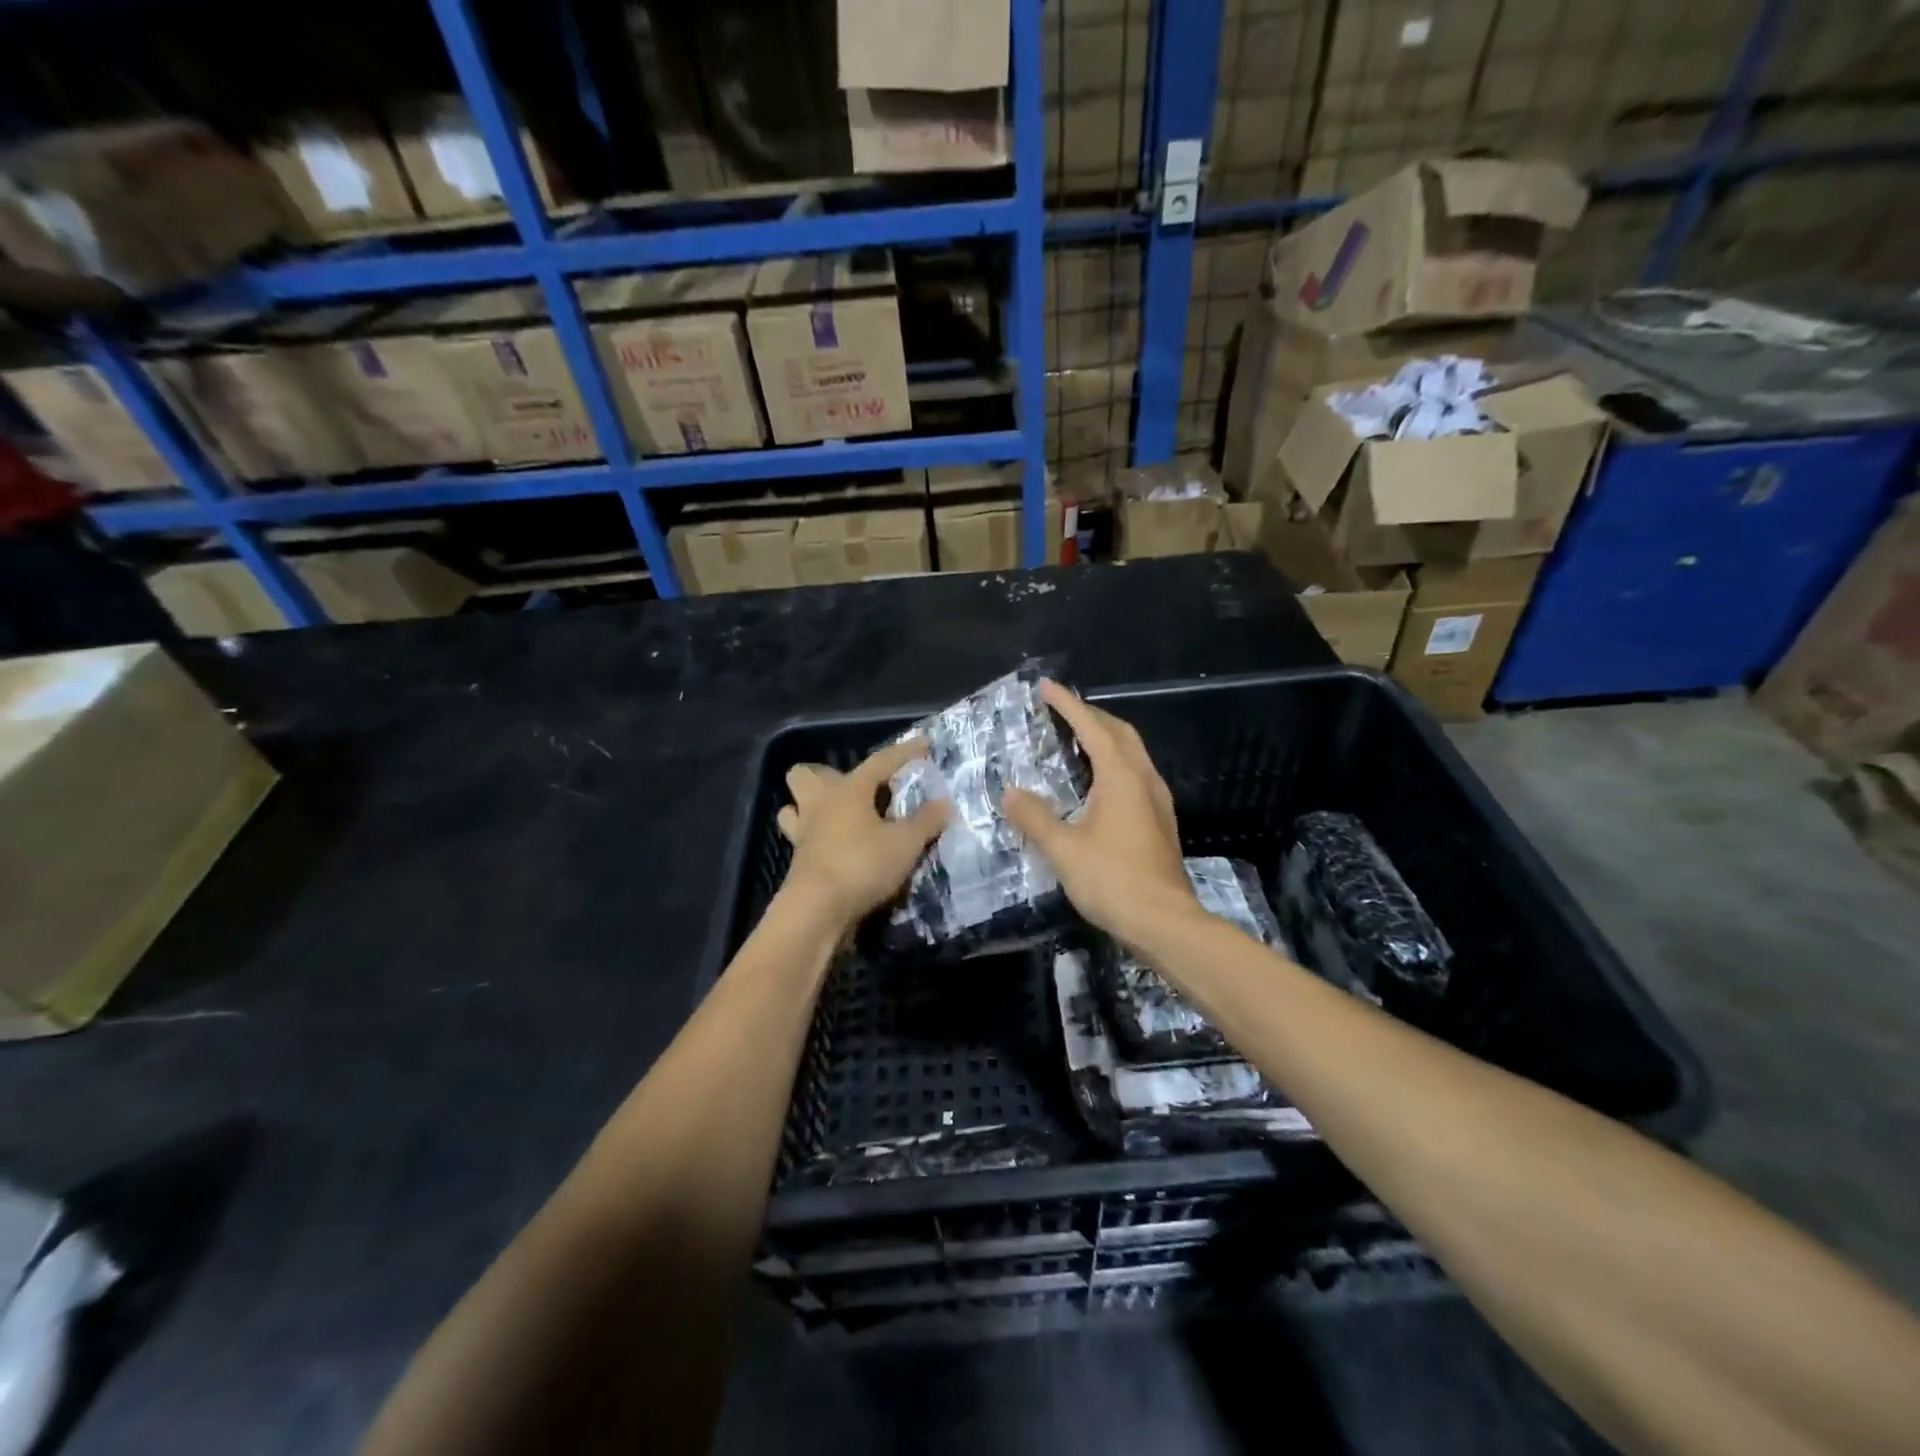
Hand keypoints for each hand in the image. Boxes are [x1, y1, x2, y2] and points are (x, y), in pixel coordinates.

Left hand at [777, 738, 948, 929]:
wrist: (816, 911)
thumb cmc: (861, 865)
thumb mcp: (905, 844)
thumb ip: (926, 821)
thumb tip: (944, 803)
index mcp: (847, 790)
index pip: (879, 762)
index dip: (904, 753)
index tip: (924, 745)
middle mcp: (820, 804)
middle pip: (807, 773)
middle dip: (827, 774)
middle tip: (858, 789)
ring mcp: (803, 832)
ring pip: (794, 806)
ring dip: (811, 806)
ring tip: (839, 816)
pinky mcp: (798, 860)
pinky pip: (800, 836)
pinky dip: (816, 836)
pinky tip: (837, 846)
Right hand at [1002, 680, 1199, 944]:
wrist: (1164, 922)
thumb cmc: (1113, 880)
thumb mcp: (1064, 849)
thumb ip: (1035, 817)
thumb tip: (1010, 793)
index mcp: (1121, 777)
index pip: (1092, 728)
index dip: (1068, 704)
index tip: (1046, 687)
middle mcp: (1144, 780)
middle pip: (1120, 733)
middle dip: (1091, 715)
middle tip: (1061, 710)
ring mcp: (1156, 801)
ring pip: (1132, 753)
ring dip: (1105, 738)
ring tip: (1076, 739)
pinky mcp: (1159, 821)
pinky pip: (1135, 774)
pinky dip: (1113, 762)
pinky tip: (1096, 782)